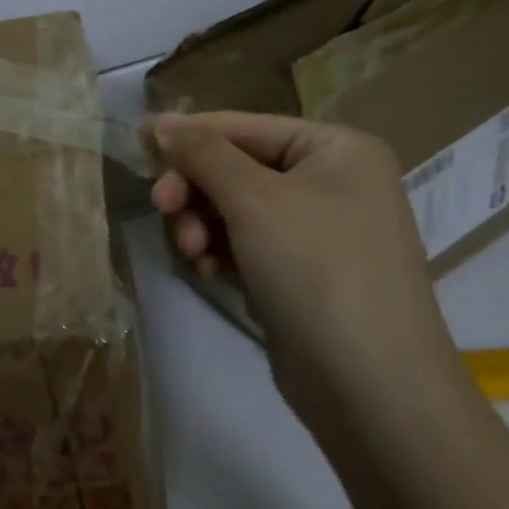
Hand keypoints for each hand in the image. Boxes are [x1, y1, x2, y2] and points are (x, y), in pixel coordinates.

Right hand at [148, 112, 460, 405]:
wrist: (371, 388)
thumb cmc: (317, 269)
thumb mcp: (254, 200)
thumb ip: (203, 153)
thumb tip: (161, 120)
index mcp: (336, 149)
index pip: (246, 126)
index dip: (190, 135)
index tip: (137, 148)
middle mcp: (331, 183)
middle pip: (237, 168)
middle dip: (196, 189)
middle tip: (161, 207)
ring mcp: (316, 232)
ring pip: (235, 209)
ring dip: (202, 224)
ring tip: (191, 252)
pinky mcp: (299, 274)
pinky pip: (245, 245)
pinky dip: (219, 252)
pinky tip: (204, 271)